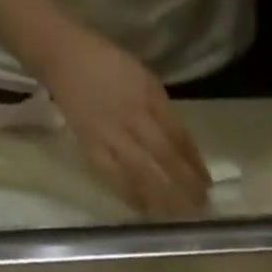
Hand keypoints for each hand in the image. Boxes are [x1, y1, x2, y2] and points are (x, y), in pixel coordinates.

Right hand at [41, 30, 209, 215]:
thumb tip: (186, 154)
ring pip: (142, 173)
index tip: (207, 185)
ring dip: (163, 197)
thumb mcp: (145, 82)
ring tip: (179, 215)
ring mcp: (110, 136)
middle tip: (200, 206)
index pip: (177, 136)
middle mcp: (131, 117)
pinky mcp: (92, 149)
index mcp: (147, 96)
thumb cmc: (111, 69)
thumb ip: (165, 115)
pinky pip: (115, 180)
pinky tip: (147, 212)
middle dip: (185, 185)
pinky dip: (132, 198)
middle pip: (164, 158)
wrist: (64, 56)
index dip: (194, 164)